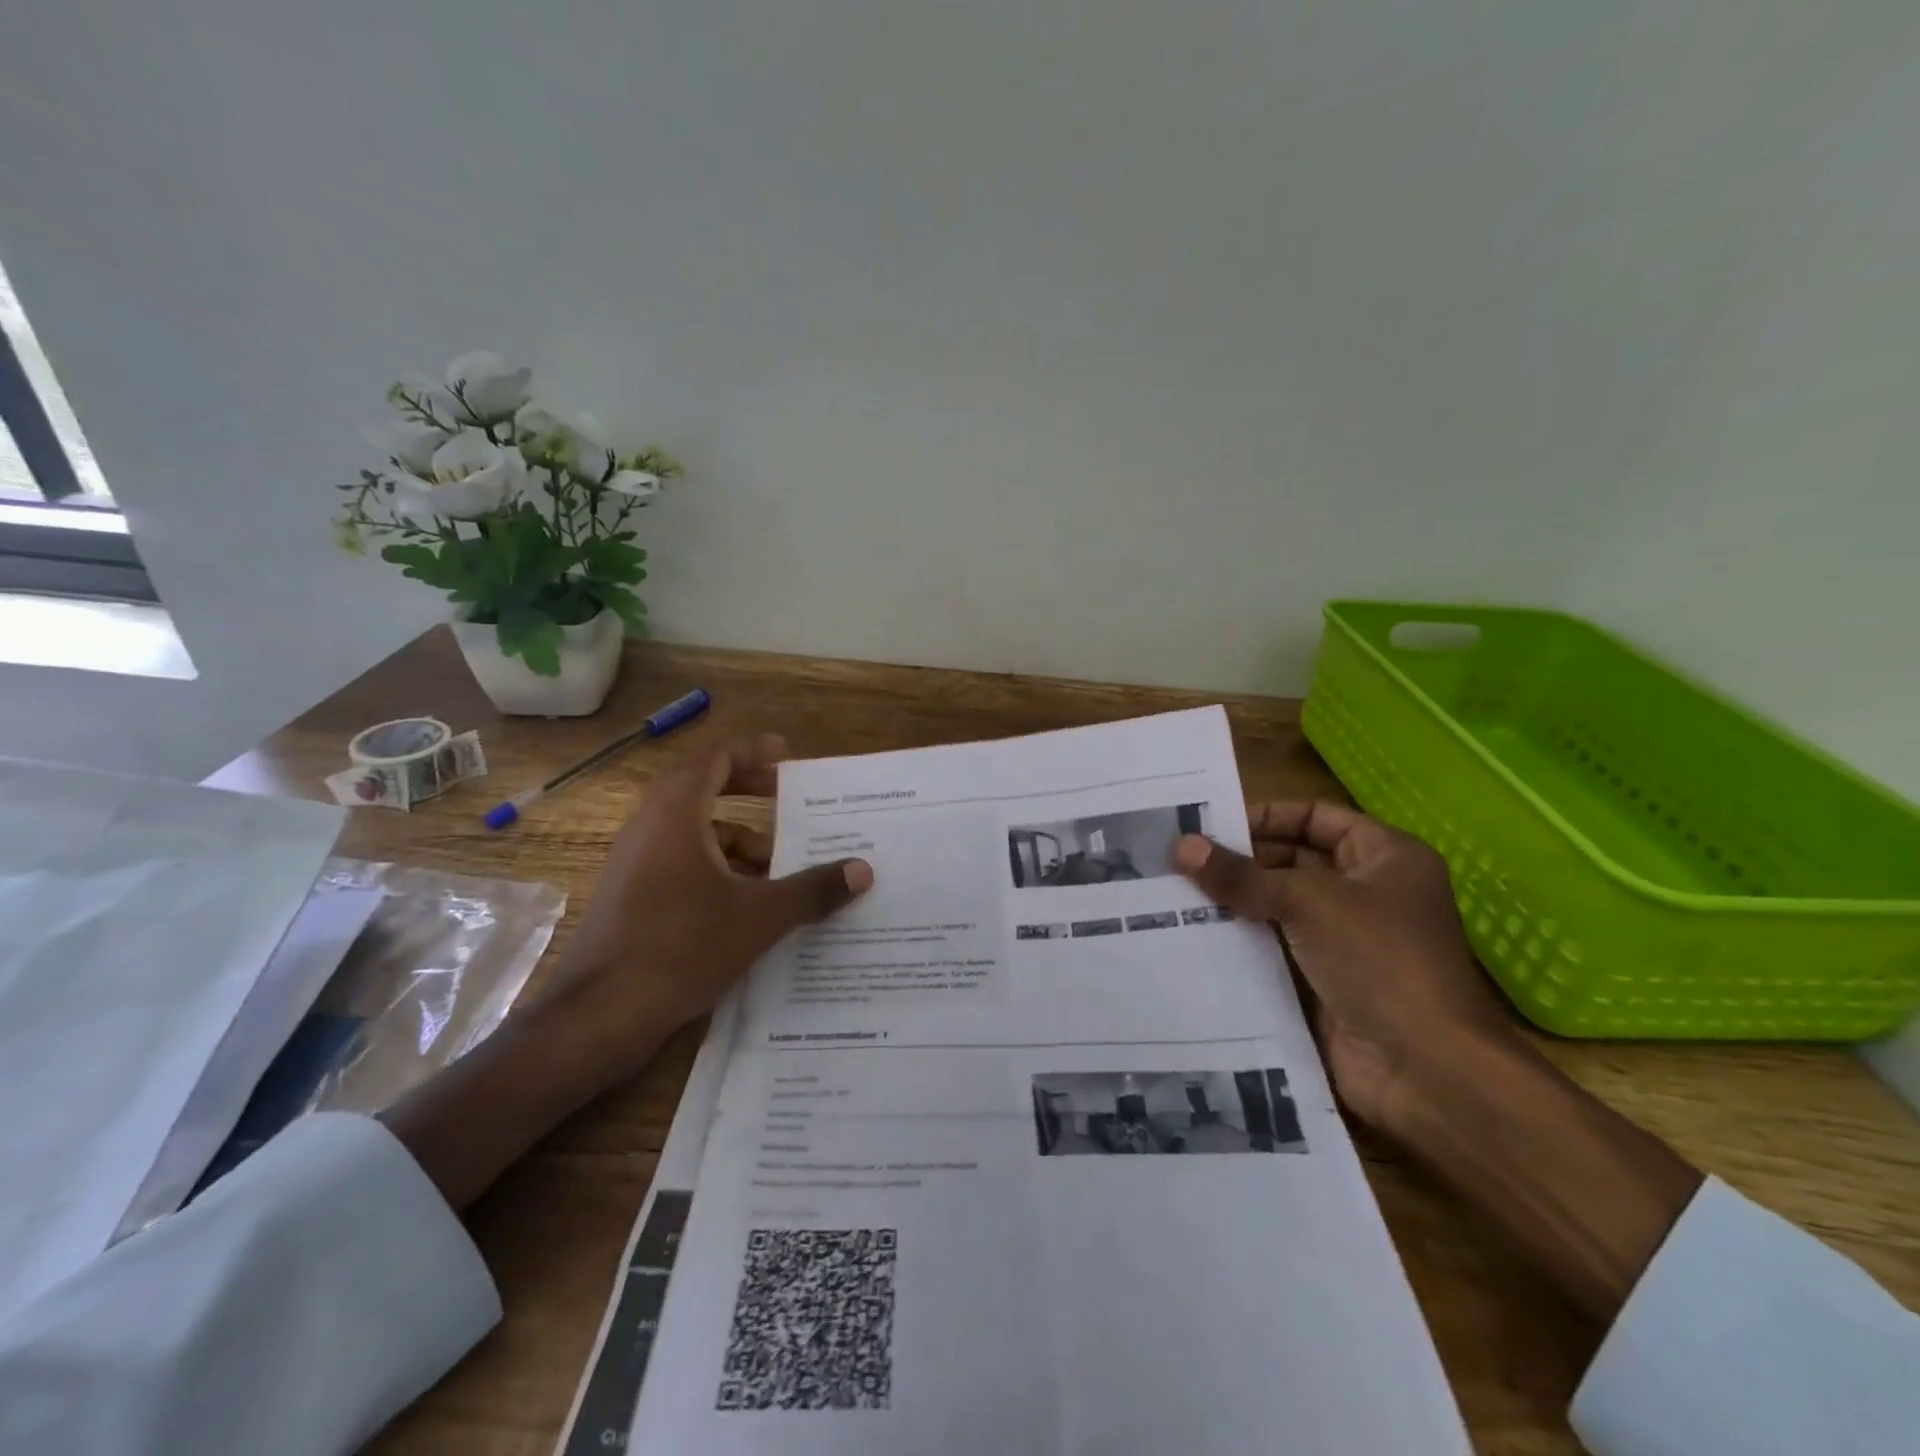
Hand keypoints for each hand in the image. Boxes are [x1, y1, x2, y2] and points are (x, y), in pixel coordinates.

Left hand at [532, 733, 873, 1088]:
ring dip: (737, 839)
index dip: (752, 751)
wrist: (598, 1016)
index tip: (787, 756)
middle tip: (787, 798)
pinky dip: (717, 867)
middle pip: (702, 788)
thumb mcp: (759, 917)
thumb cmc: (681, 948)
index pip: (714, 759)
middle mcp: (651, 828)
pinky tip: (748, 904)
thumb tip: (863, 870)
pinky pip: (681, 862)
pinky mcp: (632, 896)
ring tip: (780, 867)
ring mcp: (636, 863)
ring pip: (694, 832)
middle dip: (747, 790)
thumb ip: (812, 889)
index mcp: (676, 815)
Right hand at [1173, 801, 1512, 1136]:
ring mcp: (1345, 939)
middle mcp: (1367, 892)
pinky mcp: (1323, 979)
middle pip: (1293, 860)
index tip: (1213, 824)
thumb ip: (1241, 875)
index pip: (1316, 817)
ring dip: (1234, 900)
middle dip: (1241, 859)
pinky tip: (1192, 932)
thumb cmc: (1379, 960)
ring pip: (1278, 905)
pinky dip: (1239, 939)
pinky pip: (1273, 946)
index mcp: (1385, 857)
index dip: (1268, 816)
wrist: (1425, 1070)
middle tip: (1181, 858)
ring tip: (1174, 890)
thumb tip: (1181, 846)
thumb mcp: (1308, 902)